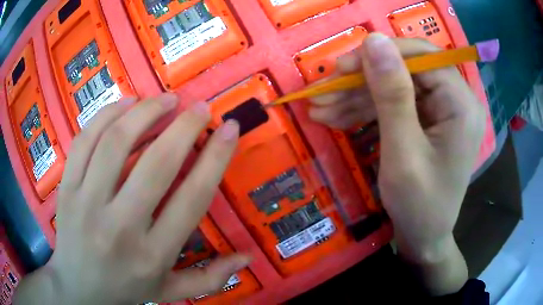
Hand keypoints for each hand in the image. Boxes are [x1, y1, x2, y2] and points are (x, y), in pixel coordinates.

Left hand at [15, 94, 248, 304]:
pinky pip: (85, 140)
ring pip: (115, 142)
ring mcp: (86, 204)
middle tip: (200, 107)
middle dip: (184, 126)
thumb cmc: (125, 289)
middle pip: (156, 163)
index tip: (230, 128)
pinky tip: (126, 104)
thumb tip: (246, 257)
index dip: (215, 157)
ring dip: (145, 112)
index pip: (191, 198)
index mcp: (153, 254)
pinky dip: (107, 114)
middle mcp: (120, 227)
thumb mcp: (170, 291)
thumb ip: (210, 279)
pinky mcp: (66, 189)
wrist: (78, 289)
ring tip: (165, 99)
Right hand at [310, 34, 484, 293]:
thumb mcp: (403, 152)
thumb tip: (373, 40)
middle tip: (322, 91)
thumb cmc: (419, 205)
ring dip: (356, 96)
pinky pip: (395, 104)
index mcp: (461, 103)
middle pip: (404, 70)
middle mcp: (455, 99)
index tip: (340, 68)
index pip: (421, 57)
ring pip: (394, 86)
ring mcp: (441, 109)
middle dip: (361, 80)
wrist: (424, 238)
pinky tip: (335, 116)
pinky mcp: (427, 120)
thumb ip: (391, 93)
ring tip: (319, 107)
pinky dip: (365, 110)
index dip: (379, 55)